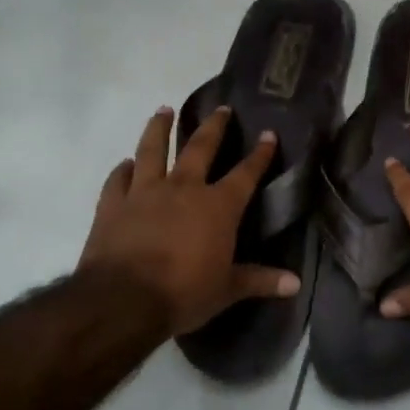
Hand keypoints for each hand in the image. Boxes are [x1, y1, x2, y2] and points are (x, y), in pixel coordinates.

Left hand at [79, 105, 300, 337]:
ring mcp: (145, 192)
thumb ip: (261, 280)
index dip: (260, 153)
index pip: (246, 173)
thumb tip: (296, 284)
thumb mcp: (228, 290)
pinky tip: (125, 163)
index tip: (269, 133)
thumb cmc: (183, 293)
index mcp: (218, 206)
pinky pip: (117, 179)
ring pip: (153, 150)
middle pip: (201, 148)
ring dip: (159, 128)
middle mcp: (184, 188)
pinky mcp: (112, 205)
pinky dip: (122, 170)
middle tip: (221, 108)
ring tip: (163, 110)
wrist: (121, 301)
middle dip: (214, 126)